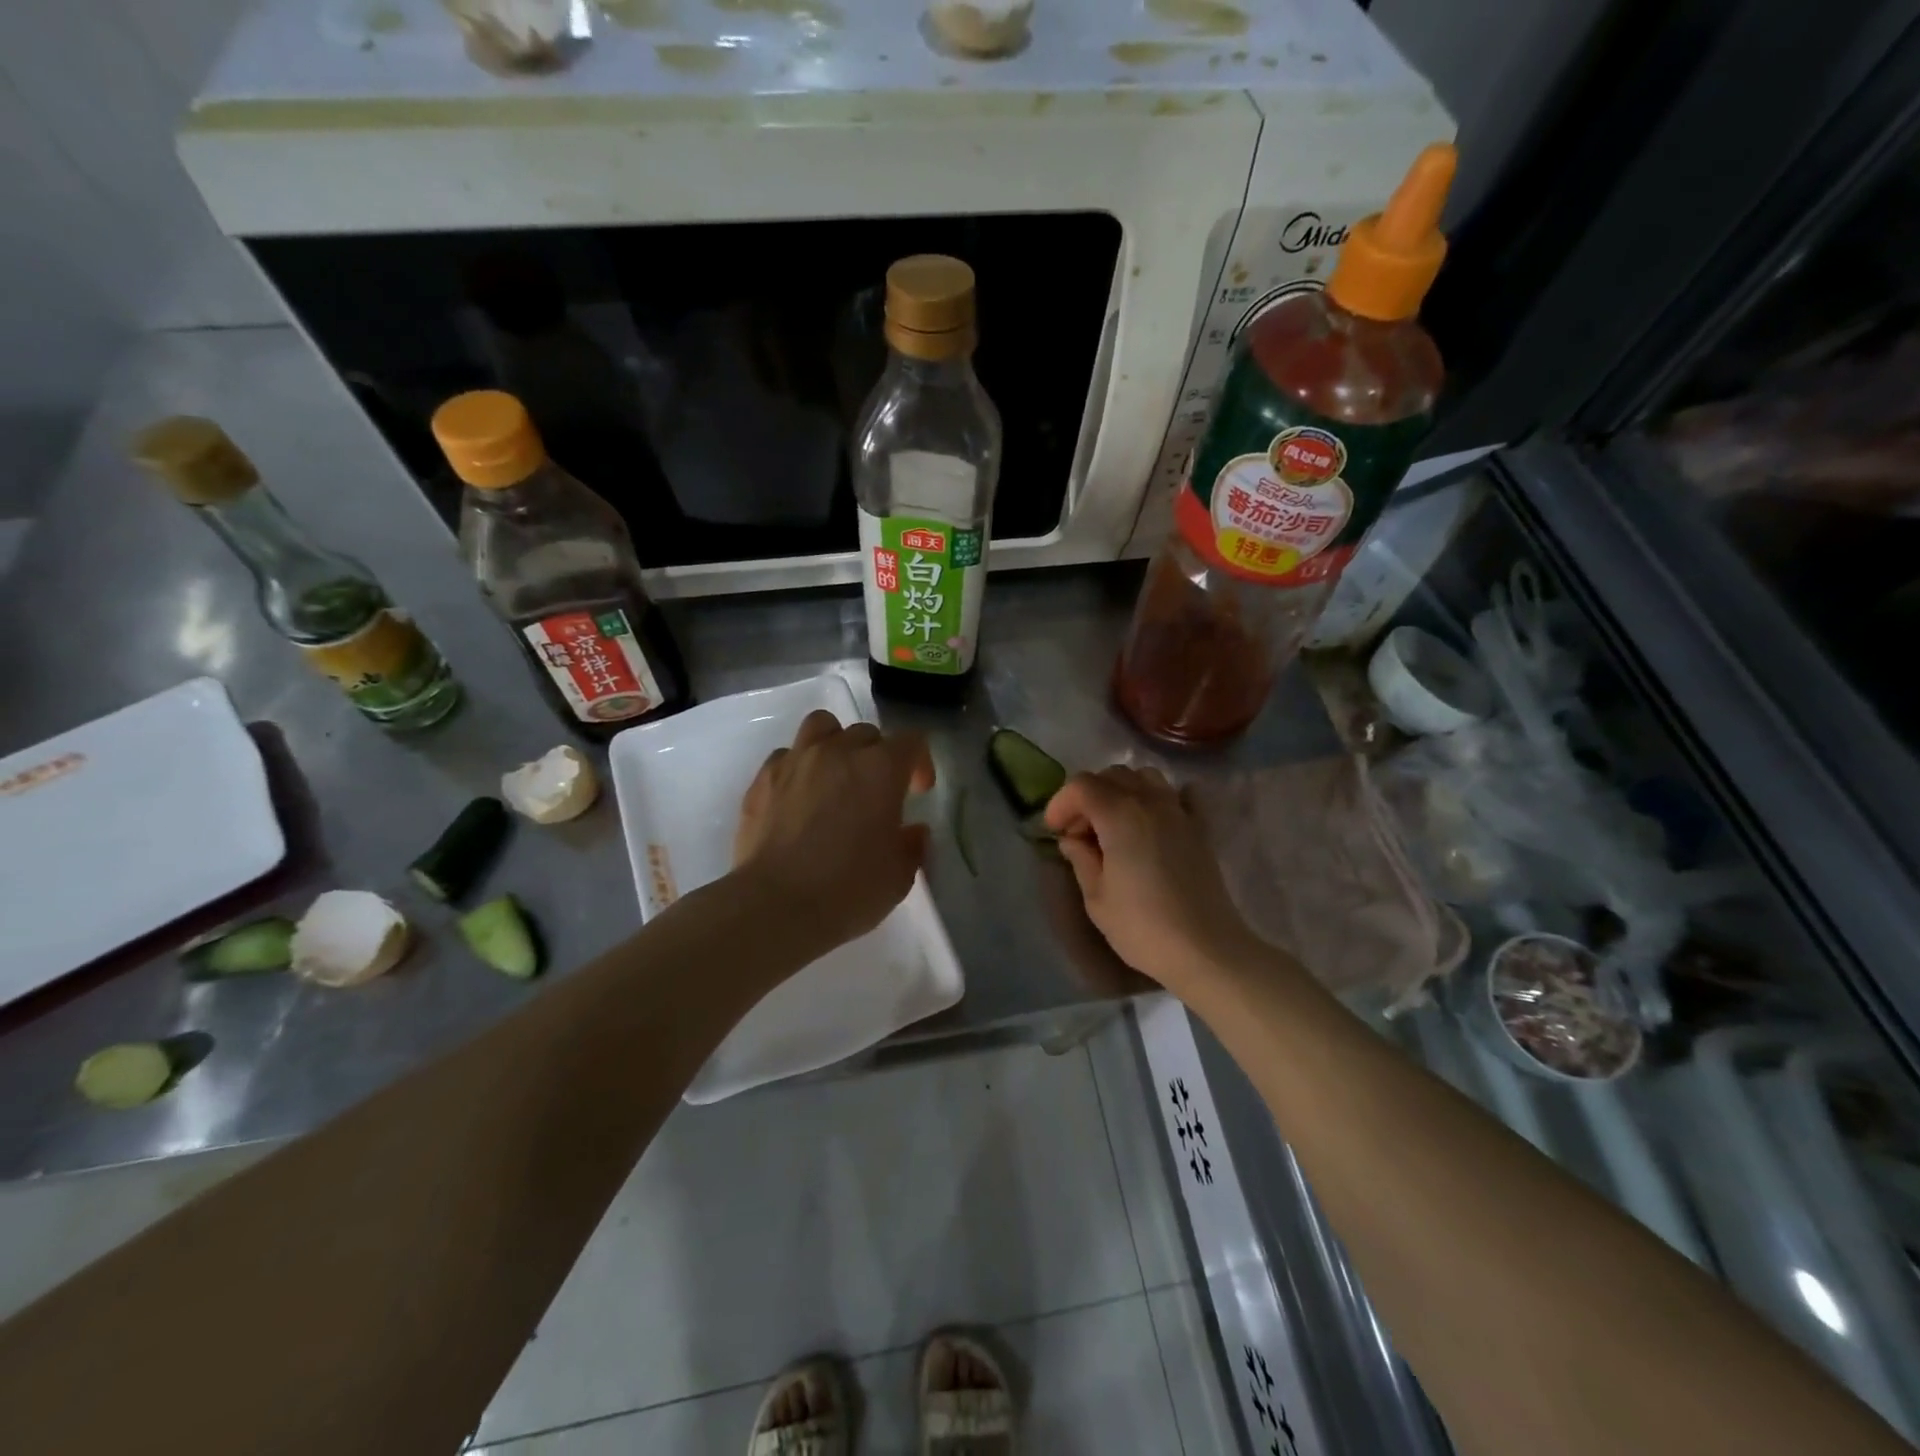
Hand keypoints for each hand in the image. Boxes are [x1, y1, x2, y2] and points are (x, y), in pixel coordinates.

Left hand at [732, 709, 934, 954]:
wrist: (775, 906)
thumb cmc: (848, 890)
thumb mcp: (898, 876)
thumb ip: (912, 845)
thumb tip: (913, 831)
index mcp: (880, 769)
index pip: (911, 742)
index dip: (920, 763)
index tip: (918, 792)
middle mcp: (838, 752)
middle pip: (867, 733)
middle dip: (878, 756)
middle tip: (877, 792)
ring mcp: (796, 761)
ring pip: (821, 726)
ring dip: (836, 744)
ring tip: (836, 776)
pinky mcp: (762, 779)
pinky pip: (786, 755)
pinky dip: (799, 767)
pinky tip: (799, 796)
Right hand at [1044, 766, 1262, 991]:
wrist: (1205, 949)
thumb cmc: (1142, 926)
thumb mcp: (1096, 897)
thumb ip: (1081, 859)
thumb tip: (1072, 840)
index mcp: (1119, 815)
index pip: (1081, 786)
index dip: (1061, 803)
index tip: (1054, 831)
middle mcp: (1150, 802)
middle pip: (1112, 775)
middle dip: (1088, 796)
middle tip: (1080, 831)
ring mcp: (1179, 812)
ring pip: (1146, 777)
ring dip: (1123, 791)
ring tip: (1114, 824)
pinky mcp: (1200, 828)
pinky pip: (1181, 795)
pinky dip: (1164, 797)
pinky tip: (1156, 819)